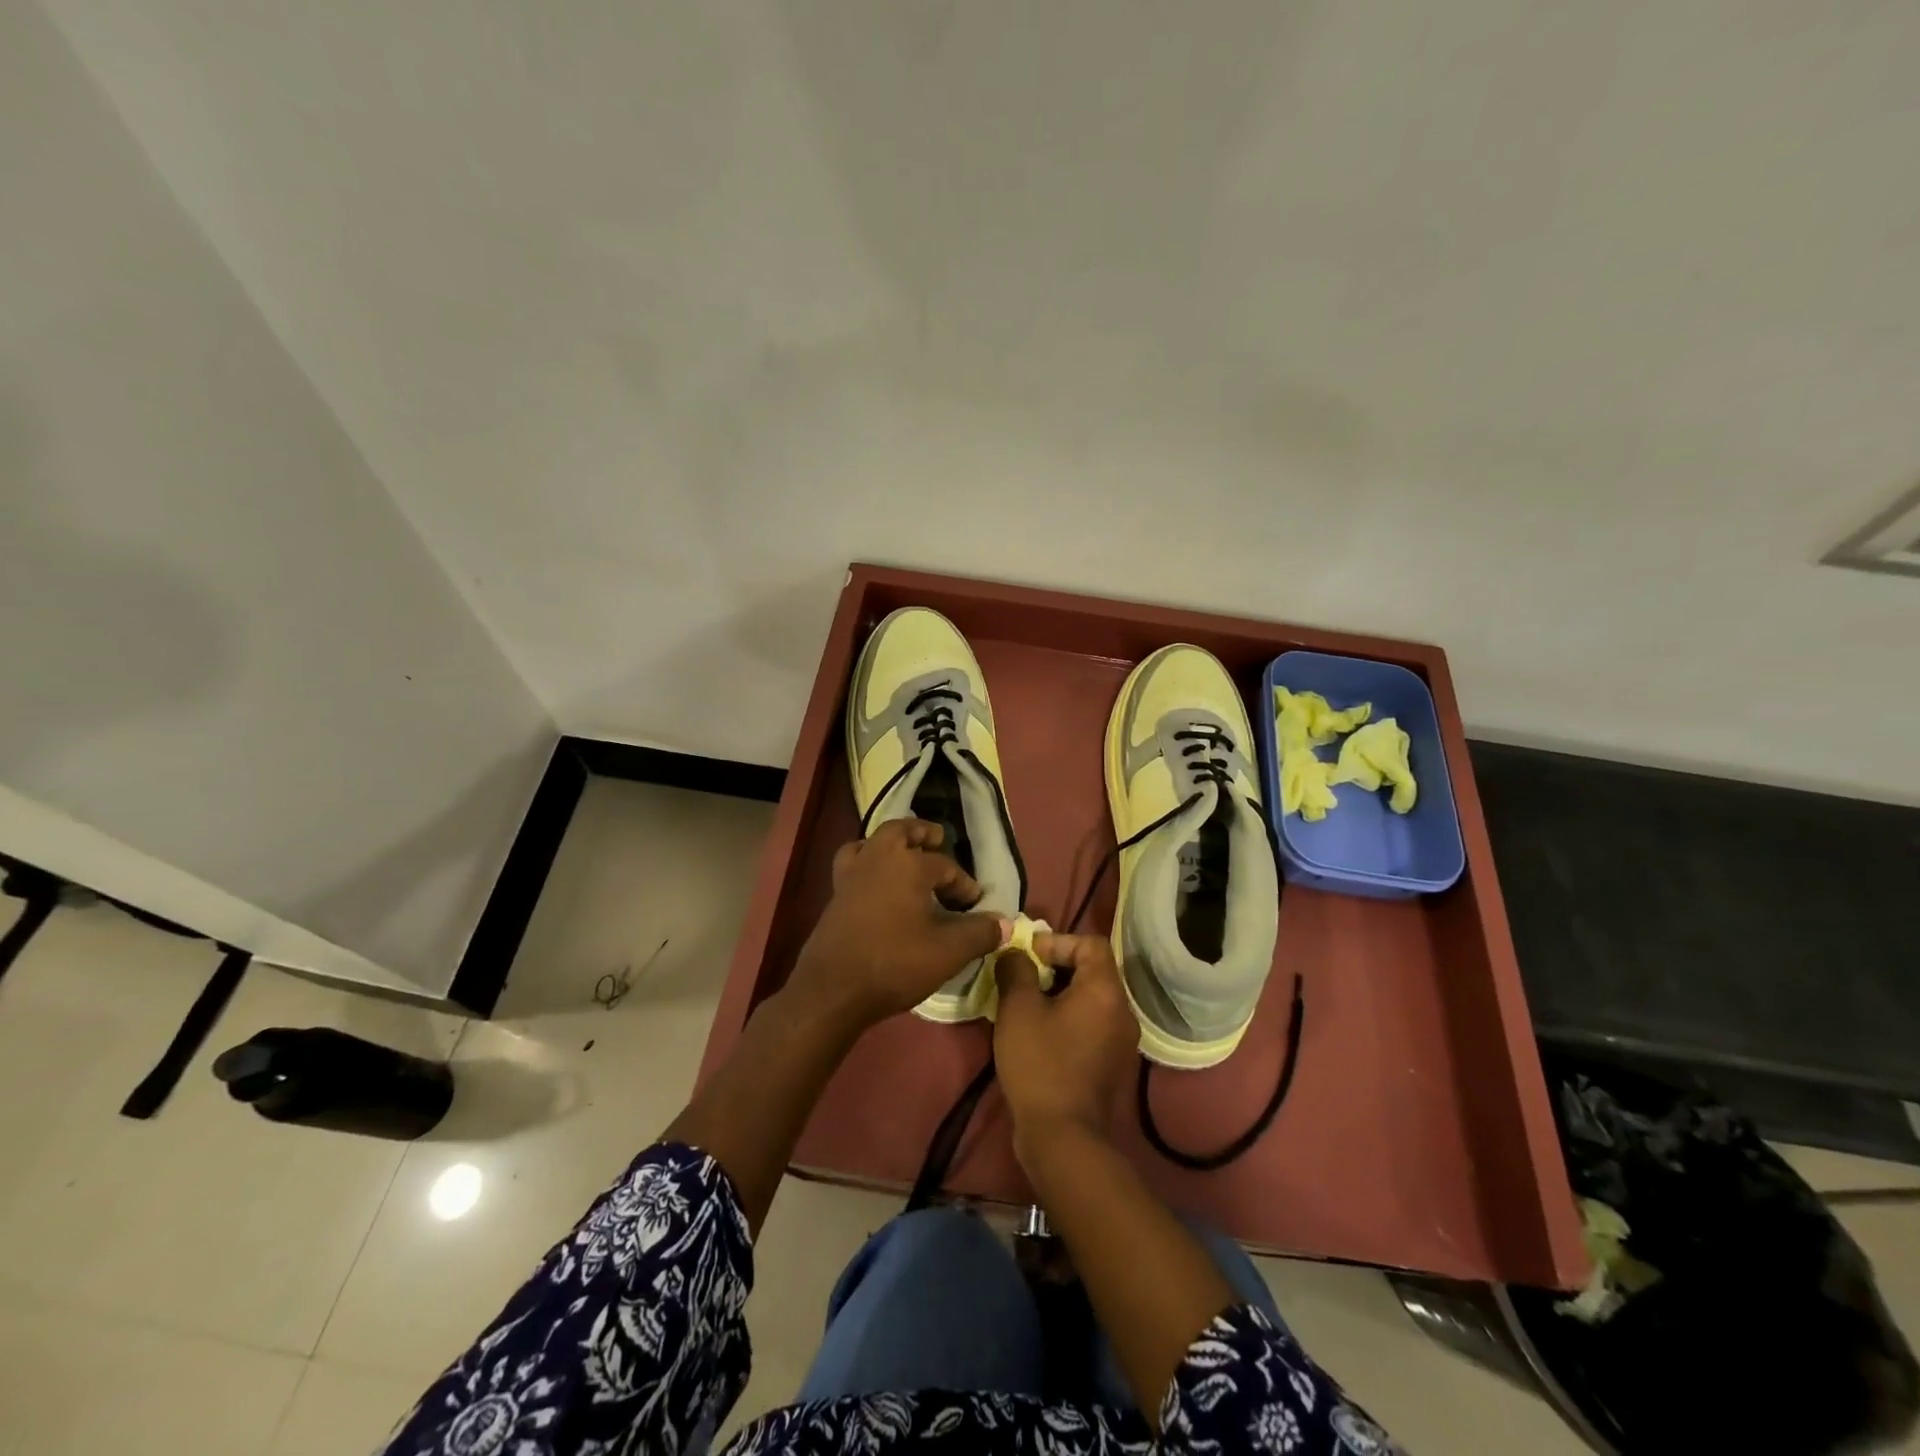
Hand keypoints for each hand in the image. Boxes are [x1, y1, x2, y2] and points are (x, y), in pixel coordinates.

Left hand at [786, 818, 1006, 1031]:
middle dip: (923, 834)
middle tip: (938, 842)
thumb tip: (1005, 923)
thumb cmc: (895, 964)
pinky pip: (853, 861)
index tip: (974, 904)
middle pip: (902, 831)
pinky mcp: (835, 892)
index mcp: (909, 864)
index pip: (946, 867)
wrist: (833, 989)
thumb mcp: (948, 952)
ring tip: (907, 855)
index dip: (964, 884)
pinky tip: (876, 881)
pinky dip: (866, 860)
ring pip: (873, 841)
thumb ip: (980, 933)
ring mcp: (852, 873)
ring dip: (893, 843)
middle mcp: (879, 857)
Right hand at [993, 931, 1138, 1164]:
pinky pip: (1093, 1025)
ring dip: (1061, 994)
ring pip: (1092, 1000)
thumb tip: (1015, 953)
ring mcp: (1123, 1042)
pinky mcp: (1113, 1065)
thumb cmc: (1040, 1064)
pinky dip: (1069, 1018)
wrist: (1064, 1138)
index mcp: (1106, 991)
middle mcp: (1123, 1011)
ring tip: (1027, 1005)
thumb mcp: (1018, 1009)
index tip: (1028, 956)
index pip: (1091, 944)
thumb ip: (1016, 970)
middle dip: (1056, 967)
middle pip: (1093, 970)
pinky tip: (1040, 1034)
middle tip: (1023, 978)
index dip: (1058, 941)